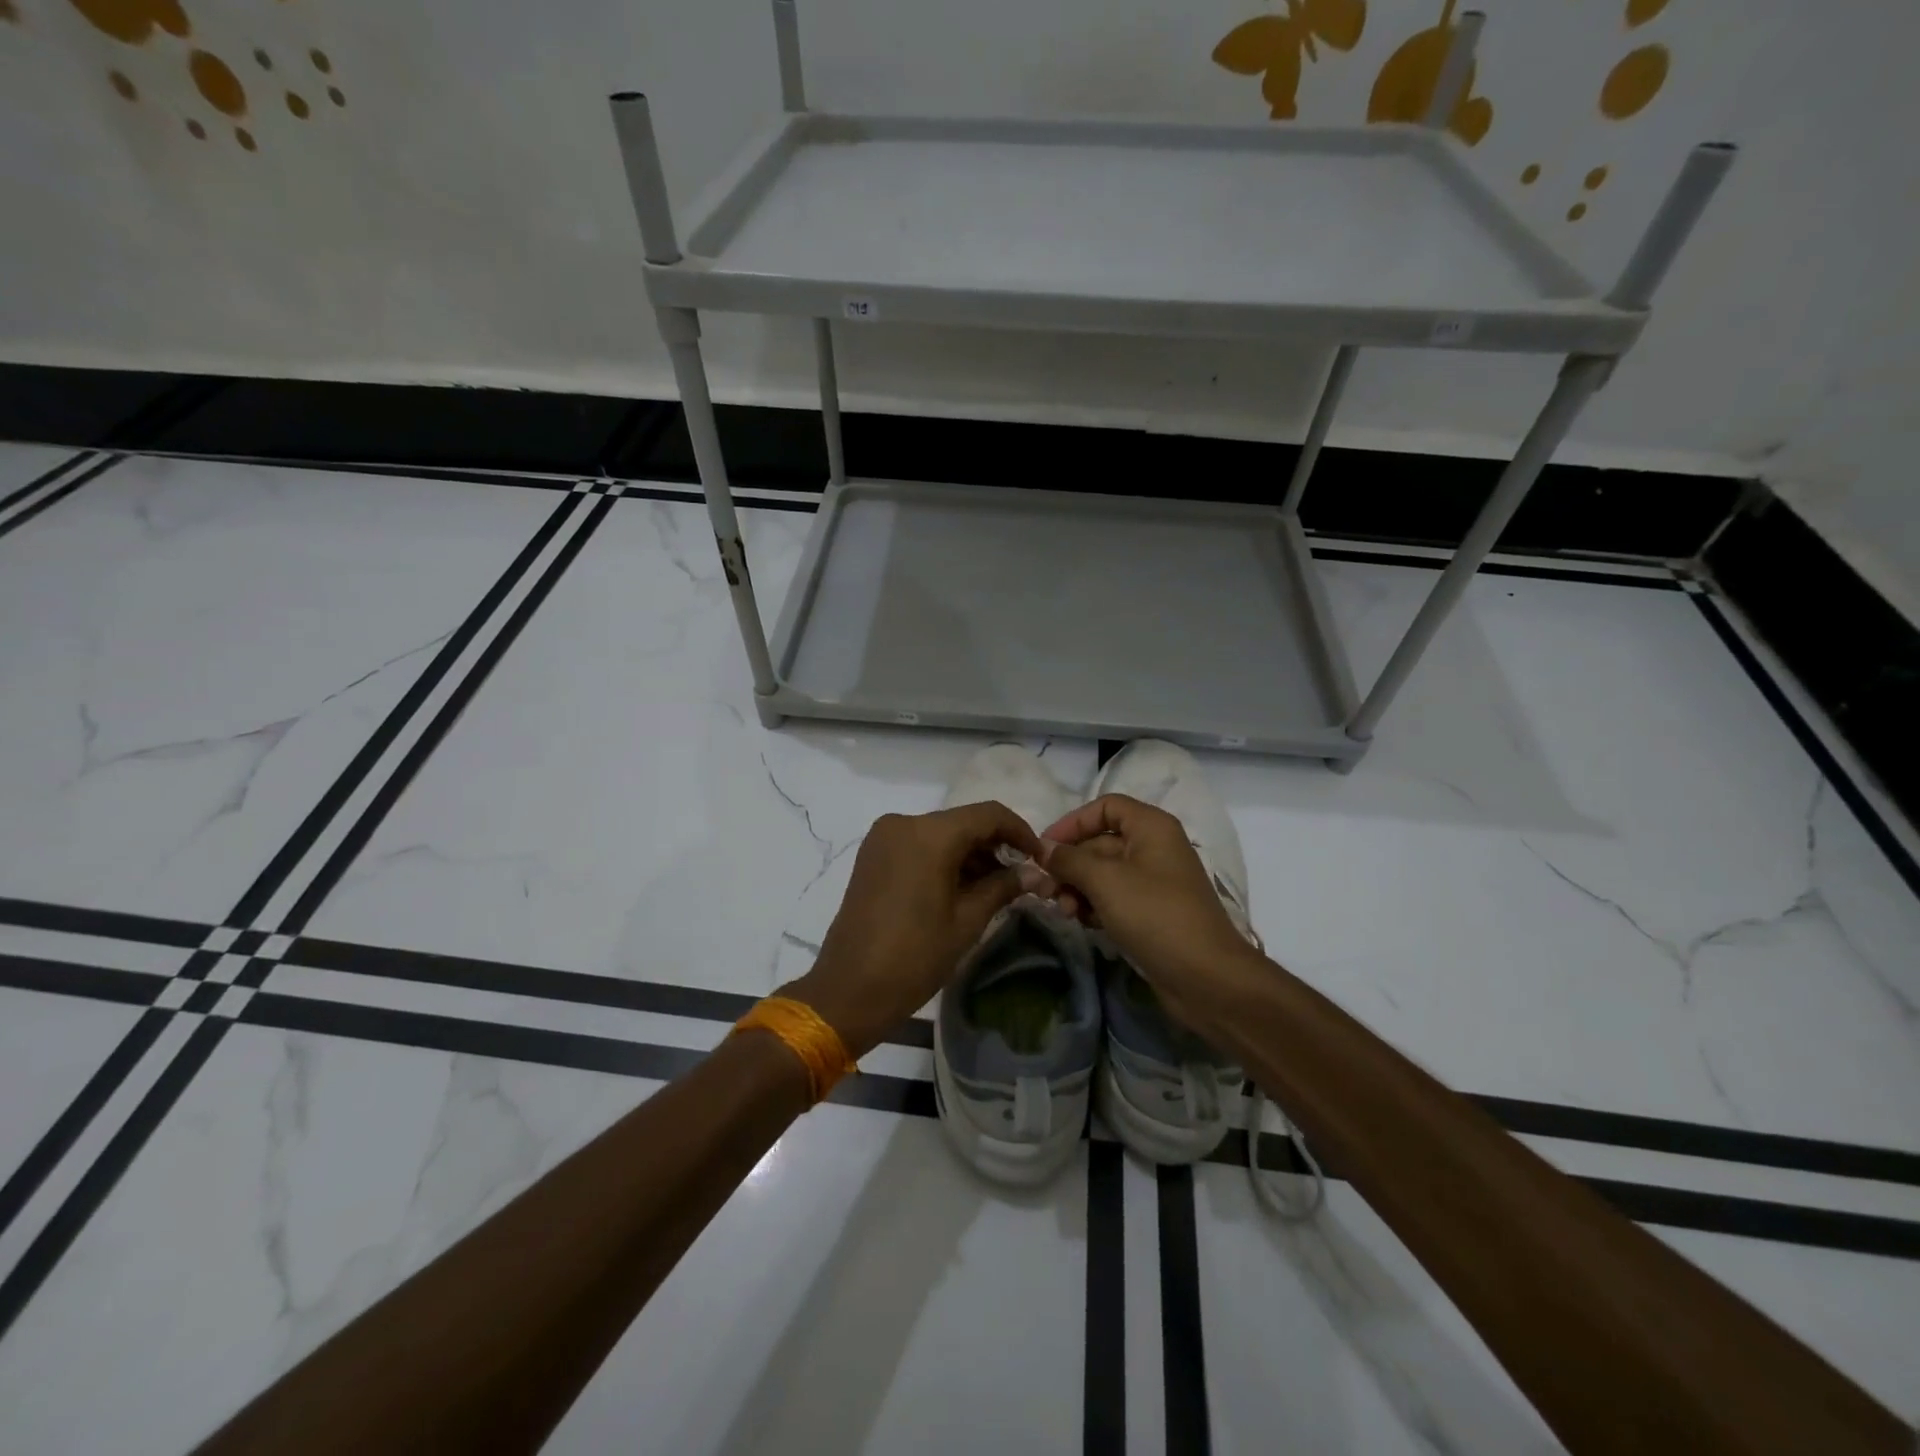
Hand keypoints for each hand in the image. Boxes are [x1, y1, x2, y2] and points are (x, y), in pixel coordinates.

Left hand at [790, 802, 1041, 1058]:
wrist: (849, 989)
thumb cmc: (915, 956)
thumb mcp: (967, 921)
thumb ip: (1003, 887)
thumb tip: (1036, 873)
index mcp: (929, 834)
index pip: (988, 815)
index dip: (1020, 832)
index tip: (1039, 858)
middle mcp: (903, 822)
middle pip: (963, 822)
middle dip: (994, 845)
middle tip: (1019, 878)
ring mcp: (883, 837)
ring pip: (940, 833)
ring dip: (969, 853)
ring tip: (994, 888)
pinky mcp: (872, 854)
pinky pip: (918, 844)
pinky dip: (943, 858)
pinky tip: (961, 887)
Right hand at [1039, 794, 1260, 1031]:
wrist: (1206, 978)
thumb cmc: (1155, 915)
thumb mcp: (1105, 881)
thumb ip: (1069, 860)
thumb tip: (1042, 848)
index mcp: (1151, 827)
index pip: (1105, 807)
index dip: (1072, 822)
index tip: (1045, 848)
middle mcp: (1154, 848)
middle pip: (1099, 842)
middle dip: (1069, 864)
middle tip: (1043, 890)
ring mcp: (1153, 882)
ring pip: (1103, 874)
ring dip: (1077, 888)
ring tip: (1063, 911)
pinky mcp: (1151, 913)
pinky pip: (1114, 898)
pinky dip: (1094, 906)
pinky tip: (1082, 922)